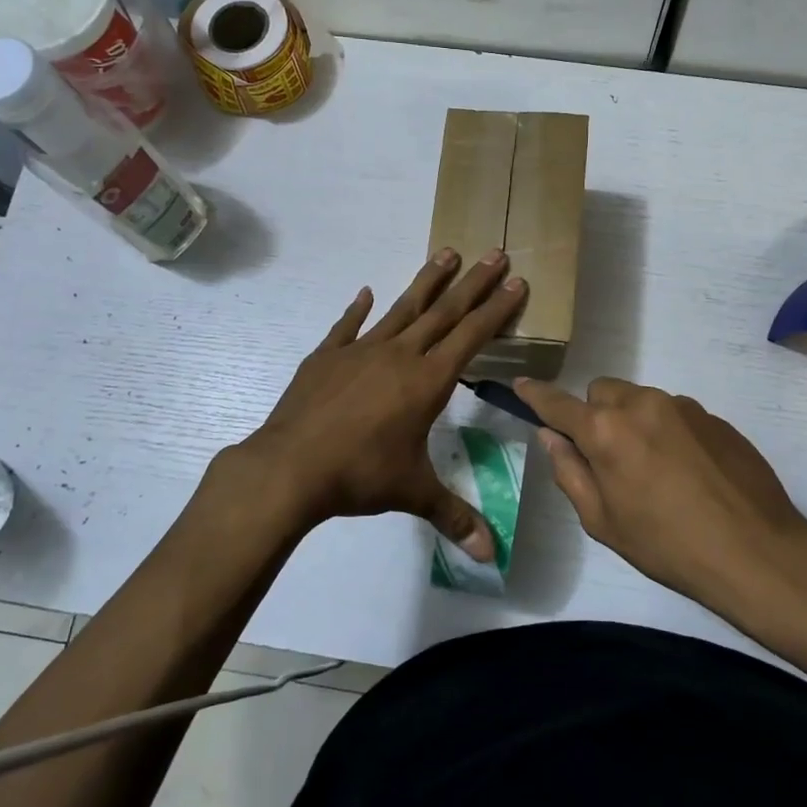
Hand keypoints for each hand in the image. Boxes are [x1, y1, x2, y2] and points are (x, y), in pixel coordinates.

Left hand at [240, 248, 526, 558]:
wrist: (291, 466)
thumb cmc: (359, 475)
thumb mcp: (412, 492)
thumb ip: (453, 516)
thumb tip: (489, 555)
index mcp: (426, 381)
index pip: (471, 337)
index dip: (496, 310)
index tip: (516, 282)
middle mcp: (398, 355)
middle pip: (443, 312)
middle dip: (473, 283)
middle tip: (495, 252)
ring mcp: (360, 351)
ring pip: (402, 309)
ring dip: (426, 282)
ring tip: (446, 252)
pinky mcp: (326, 357)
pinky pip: (347, 327)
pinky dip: (357, 310)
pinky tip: (364, 293)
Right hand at [514, 376, 806, 612]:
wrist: (756, 551)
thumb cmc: (668, 545)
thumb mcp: (603, 522)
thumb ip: (570, 472)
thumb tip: (551, 438)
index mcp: (606, 431)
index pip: (558, 403)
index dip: (535, 395)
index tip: (520, 386)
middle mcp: (641, 405)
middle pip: (602, 391)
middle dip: (595, 415)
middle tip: (609, 458)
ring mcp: (682, 406)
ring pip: (640, 400)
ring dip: (634, 422)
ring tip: (656, 471)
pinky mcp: (714, 416)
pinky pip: (675, 413)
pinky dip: (668, 431)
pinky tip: (688, 472)